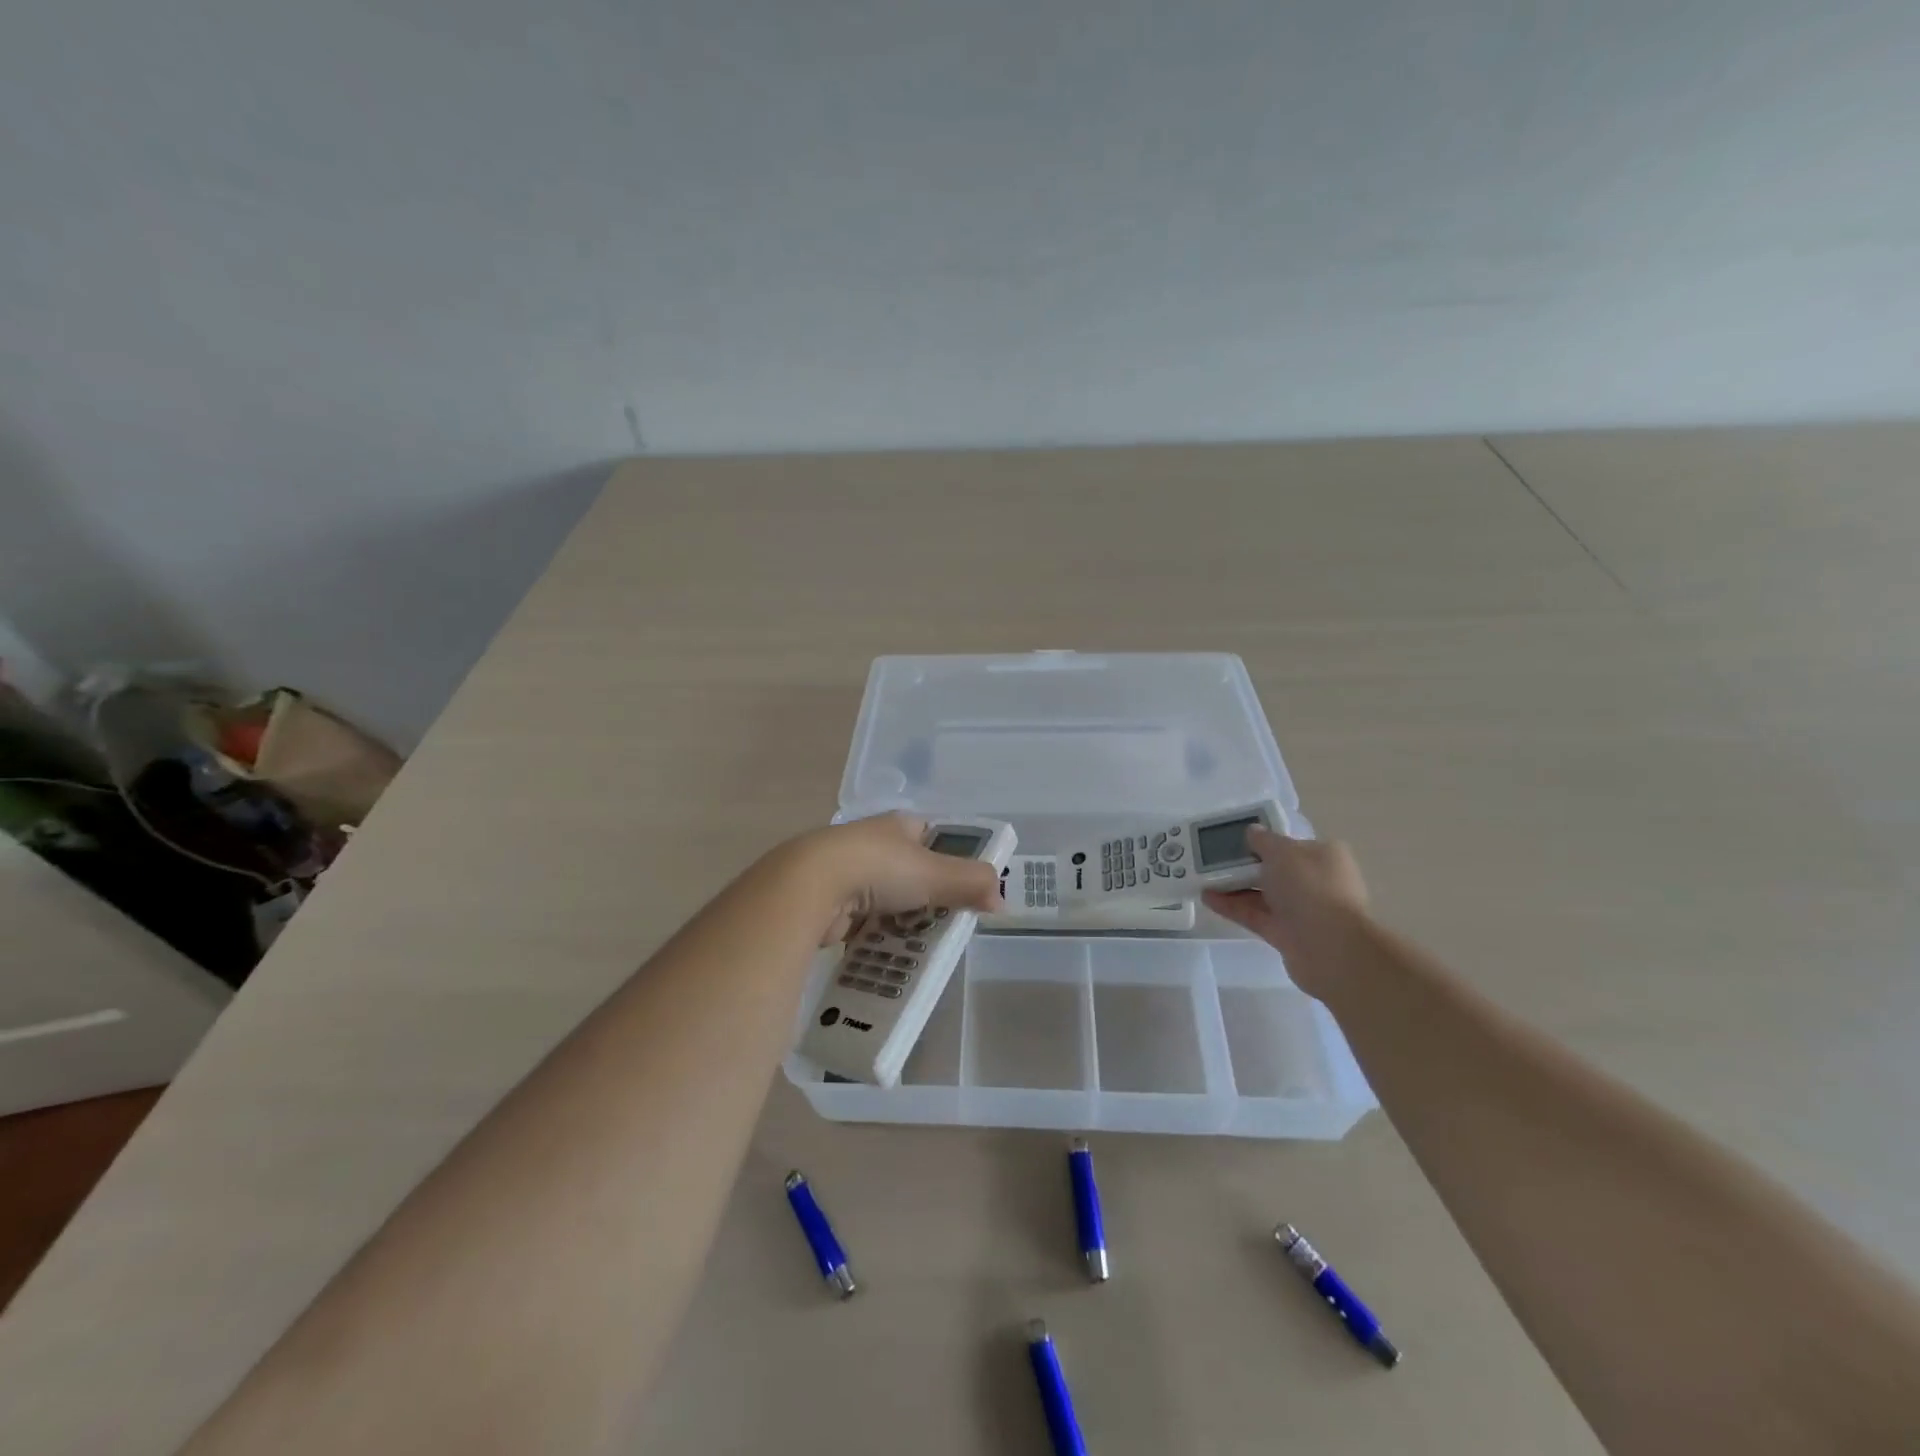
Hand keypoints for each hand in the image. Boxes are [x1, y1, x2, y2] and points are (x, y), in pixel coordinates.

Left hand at [800, 813, 1003, 947]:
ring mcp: (846, 874)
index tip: (965, 887)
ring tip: (921, 948)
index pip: (931, 835)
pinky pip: (861, 925)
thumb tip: (1002, 900)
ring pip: (885, 901)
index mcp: (896, 825)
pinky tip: (887, 957)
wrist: (809, 887)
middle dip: (926, 898)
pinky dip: (874, 940)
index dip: (950, 857)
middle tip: (947, 925)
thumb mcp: (935, 873)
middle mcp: (870, 844)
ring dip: (900, 922)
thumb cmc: (878, 868)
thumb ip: (972, 883)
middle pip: (909, 871)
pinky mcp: (828, 905)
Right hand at [1202, 828, 1368, 998]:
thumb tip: (1252, 832)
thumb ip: (1263, 840)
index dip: (1265, 840)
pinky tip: (1208, 898)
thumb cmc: (1310, 887)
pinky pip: (1256, 915)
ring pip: (1263, 894)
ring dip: (1235, 886)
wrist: (1329, 947)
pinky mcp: (1287, 934)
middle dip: (1246, 865)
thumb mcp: (1282, 852)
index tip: (1238, 840)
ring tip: (1202, 878)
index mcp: (1324, 856)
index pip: (1292, 844)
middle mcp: (1316, 882)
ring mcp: (1302, 910)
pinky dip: (1234, 906)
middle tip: (1214, 858)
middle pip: (1275, 870)